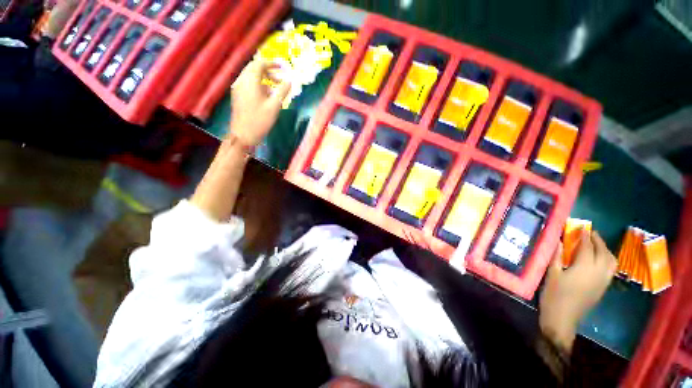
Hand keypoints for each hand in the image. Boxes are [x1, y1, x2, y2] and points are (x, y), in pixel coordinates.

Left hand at [229, 60, 290, 146]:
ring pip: (250, 77)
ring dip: (263, 79)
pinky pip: (248, 85)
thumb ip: (282, 92)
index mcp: (250, 82)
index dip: (271, 64)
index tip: (282, 68)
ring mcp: (238, 89)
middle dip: (267, 71)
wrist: (243, 135)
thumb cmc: (260, 121)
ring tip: (275, 90)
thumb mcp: (274, 106)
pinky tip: (266, 97)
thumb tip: (289, 81)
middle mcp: (241, 81)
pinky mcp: (238, 96)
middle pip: (254, 69)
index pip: (259, 64)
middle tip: (279, 80)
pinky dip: (258, 86)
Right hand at [539, 230, 616, 352]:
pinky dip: (607, 260)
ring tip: (597, 244)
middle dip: (598, 241)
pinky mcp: (602, 288)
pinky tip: (599, 260)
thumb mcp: (551, 274)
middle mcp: (598, 273)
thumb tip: (557, 240)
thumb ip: (556, 256)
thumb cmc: (553, 295)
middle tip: (590, 233)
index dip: (585, 236)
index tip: (582, 226)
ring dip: (605, 250)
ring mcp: (603, 281)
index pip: (588, 247)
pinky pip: (610, 269)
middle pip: (604, 253)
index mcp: (584, 268)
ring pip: (611, 262)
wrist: (562, 319)